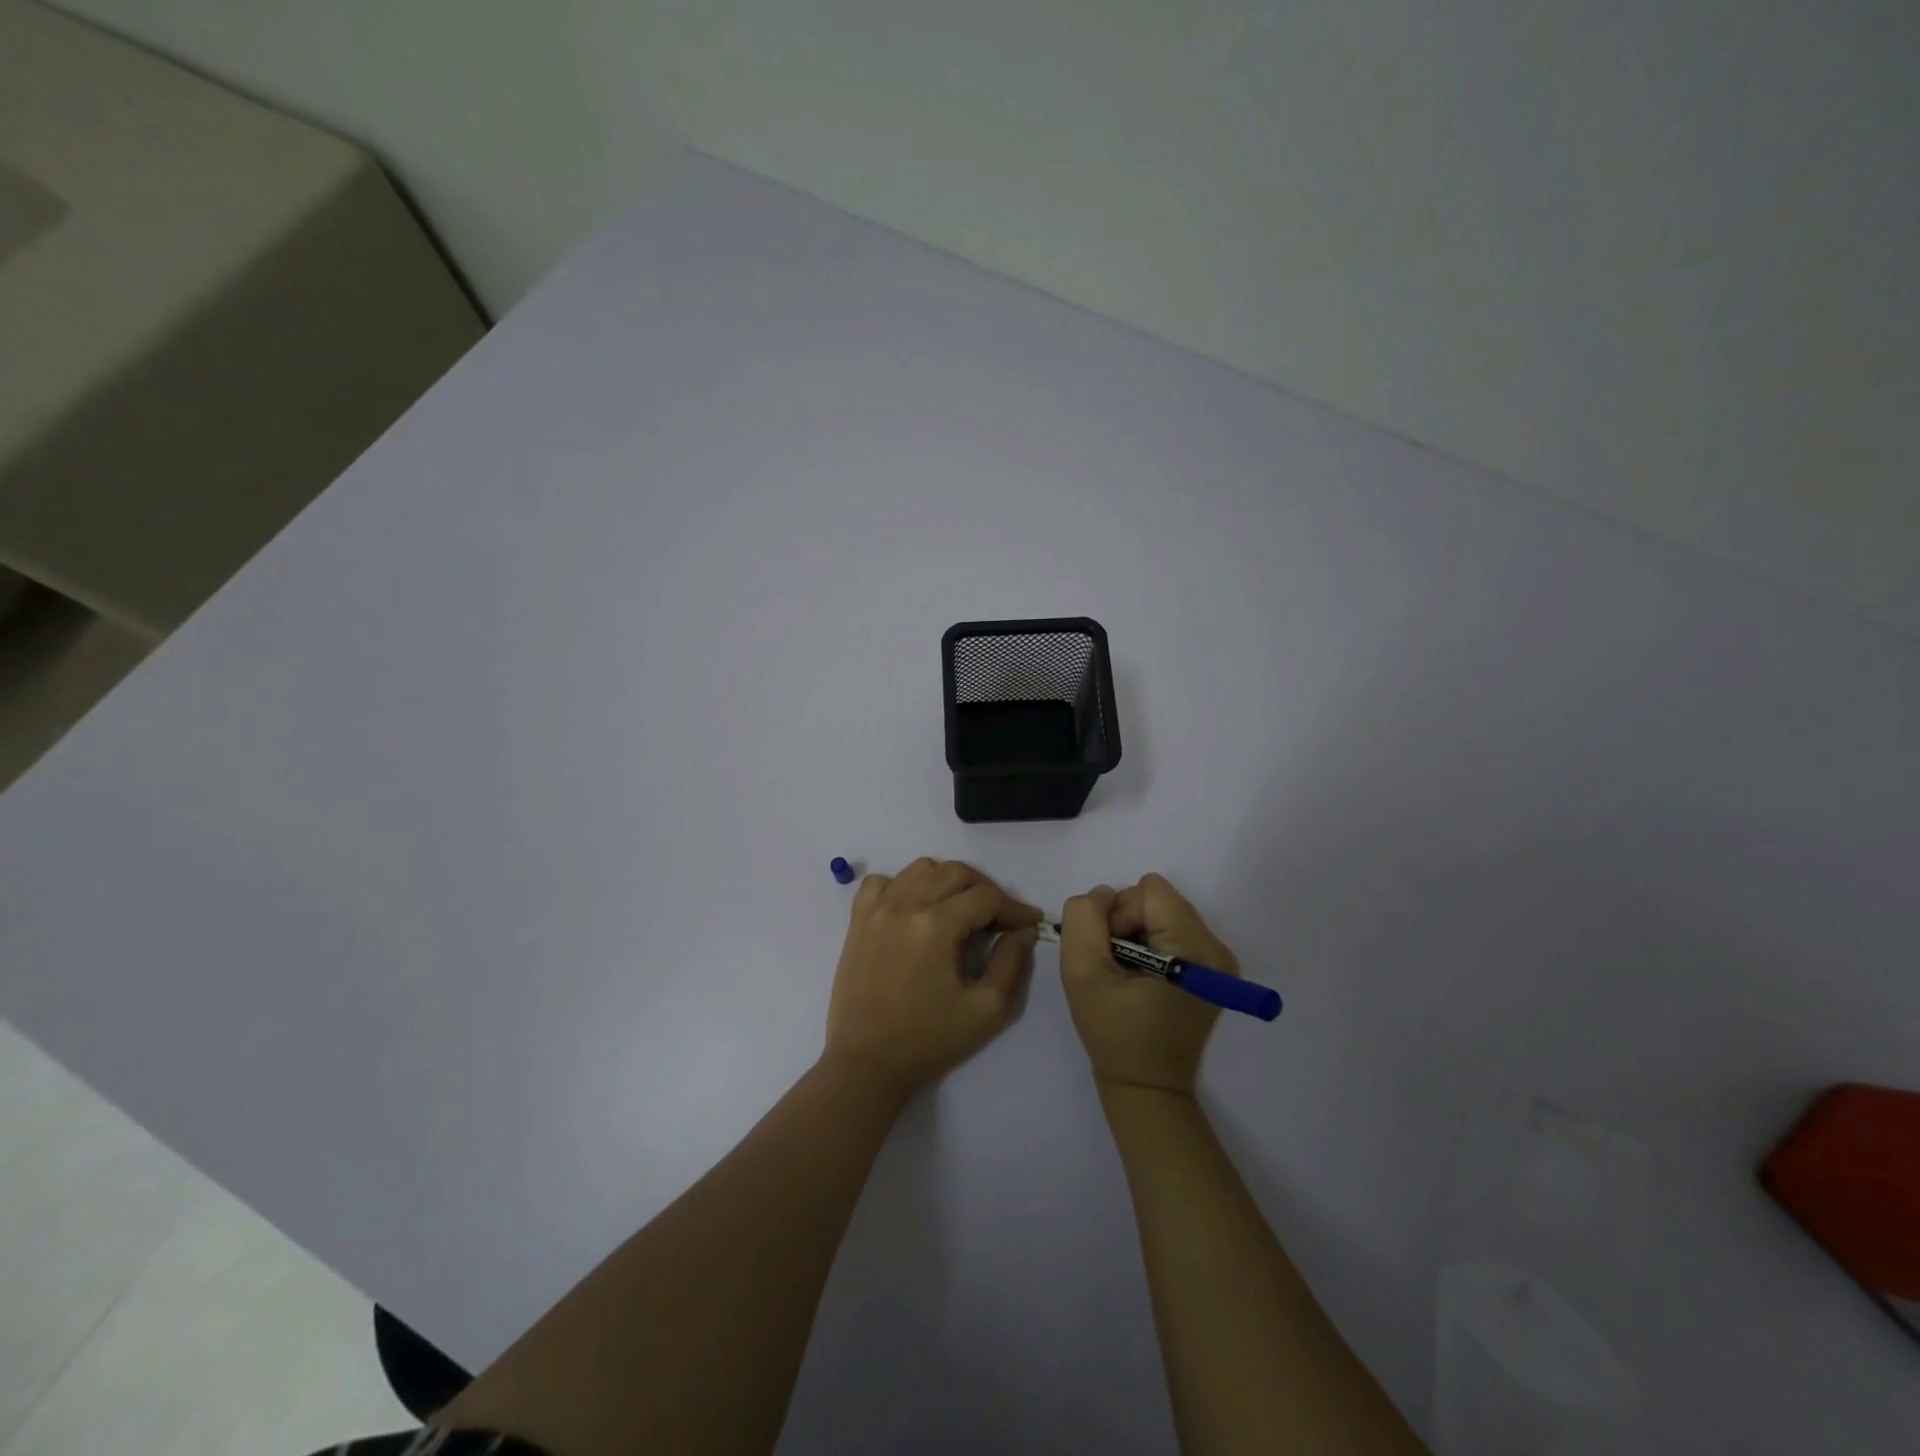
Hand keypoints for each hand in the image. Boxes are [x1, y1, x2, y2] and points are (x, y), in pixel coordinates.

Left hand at [825, 858, 1042, 1093]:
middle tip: (999, 918)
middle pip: (955, 872)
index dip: (1014, 907)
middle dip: (986, 890)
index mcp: (935, 926)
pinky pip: (881, 881)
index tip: (1029, 923)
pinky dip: (903, 885)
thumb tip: (1023, 930)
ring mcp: (877, 909)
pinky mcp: (858, 920)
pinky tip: (915, 908)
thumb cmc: (929, 1040)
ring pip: (920, 868)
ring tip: (960, 909)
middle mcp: (904, 905)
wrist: (867, 1063)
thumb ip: (1011, 963)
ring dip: (947, 881)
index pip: (985, 897)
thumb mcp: (985, 1009)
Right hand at [1060, 873, 1240, 1094]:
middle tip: (1116, 967)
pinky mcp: (1209, 967)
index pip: (1149, 891)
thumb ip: (1084, 920)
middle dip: (1126, 923)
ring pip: (1160, 911)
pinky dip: (1146, 944)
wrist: (1146, 1087)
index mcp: (1195, 950)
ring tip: (1126, 974)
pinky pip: (1168, 928)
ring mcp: (1216, 958)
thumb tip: (1101, 896)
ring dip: (1134, 933)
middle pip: (1157, 898)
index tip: (1111, 955)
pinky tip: (1140, 977)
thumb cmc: (1115, 1035)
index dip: (1119, 915)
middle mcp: (1215, 948)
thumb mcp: (1082, 974)